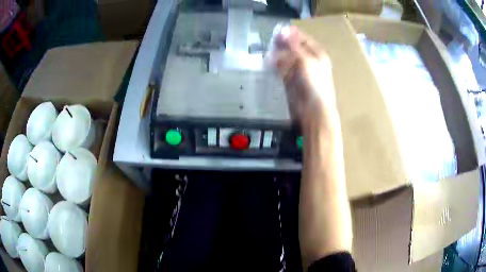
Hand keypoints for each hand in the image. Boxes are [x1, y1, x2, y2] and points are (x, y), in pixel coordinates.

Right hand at [271, 26, 337, 130]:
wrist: (314, 110)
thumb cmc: (315, 83)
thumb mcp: (306, 60)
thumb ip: (293, 46)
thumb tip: (283, 31)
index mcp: (317, 54)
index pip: (303, 39)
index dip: (291, 33)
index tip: (278, 30)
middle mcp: (309, 60)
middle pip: (293, 47)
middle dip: (283, 43)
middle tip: (271, 40)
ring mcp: (299, 70)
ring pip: (286, 57)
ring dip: (277, 54)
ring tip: (268, 51)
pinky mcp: (291, 80)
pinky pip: (282, 68)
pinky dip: (276, 65)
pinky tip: (269, 62)